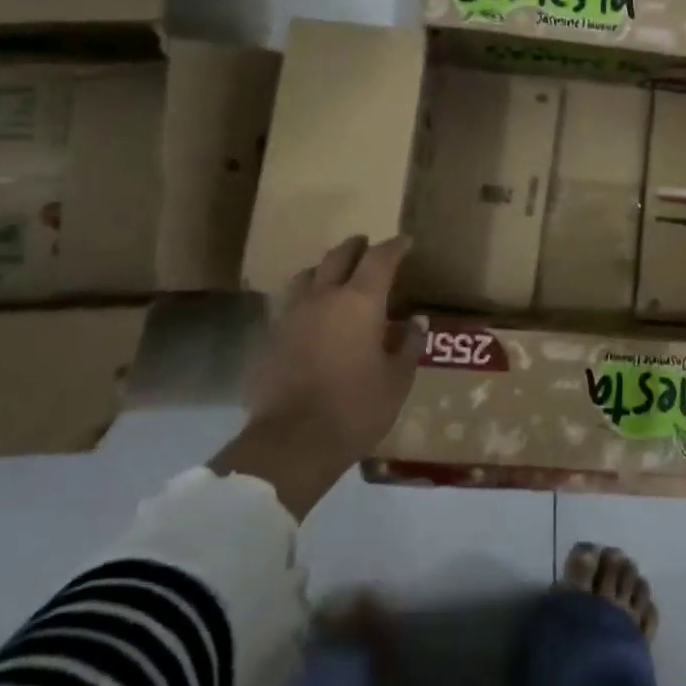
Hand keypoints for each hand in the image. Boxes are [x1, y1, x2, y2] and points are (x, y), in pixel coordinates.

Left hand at [211, 235, 423, 518]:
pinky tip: (311, 315)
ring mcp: (291, 315)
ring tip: (334, 275)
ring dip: (324, 269)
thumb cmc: (356, 408)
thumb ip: (407, 345)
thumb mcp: (396, 380)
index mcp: (360, 302)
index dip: (394, 247)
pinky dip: (305, 299)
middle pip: (338, 257)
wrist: (291, 443)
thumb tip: (415, 322)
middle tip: (367, 245)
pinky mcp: (270, 338)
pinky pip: (289, 304)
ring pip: (307, 276)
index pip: (379, 259)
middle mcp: (323, 298)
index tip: (405, 242)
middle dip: (356, 247)